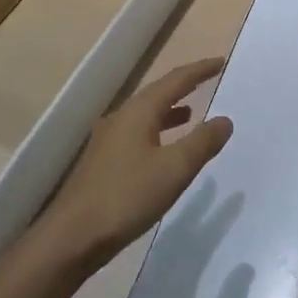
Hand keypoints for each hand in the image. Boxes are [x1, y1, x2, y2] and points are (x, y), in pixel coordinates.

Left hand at [38, 58, 233, 267]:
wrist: (73, 236)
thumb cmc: (127, 196)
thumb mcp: (174, 169)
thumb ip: (202, 142)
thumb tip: (224, 119)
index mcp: (138, 112)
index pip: (175, 81)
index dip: (199, 70)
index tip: (221, 62)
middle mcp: (121, 117)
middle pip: (157, 92)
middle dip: (183, 85)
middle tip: (207, 79)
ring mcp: (108, 139)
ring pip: (145, 114)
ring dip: (169, 109)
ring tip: (191, 112)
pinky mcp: (103, 161)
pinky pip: (137, 133)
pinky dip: (157, 131)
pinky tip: (163, 148)